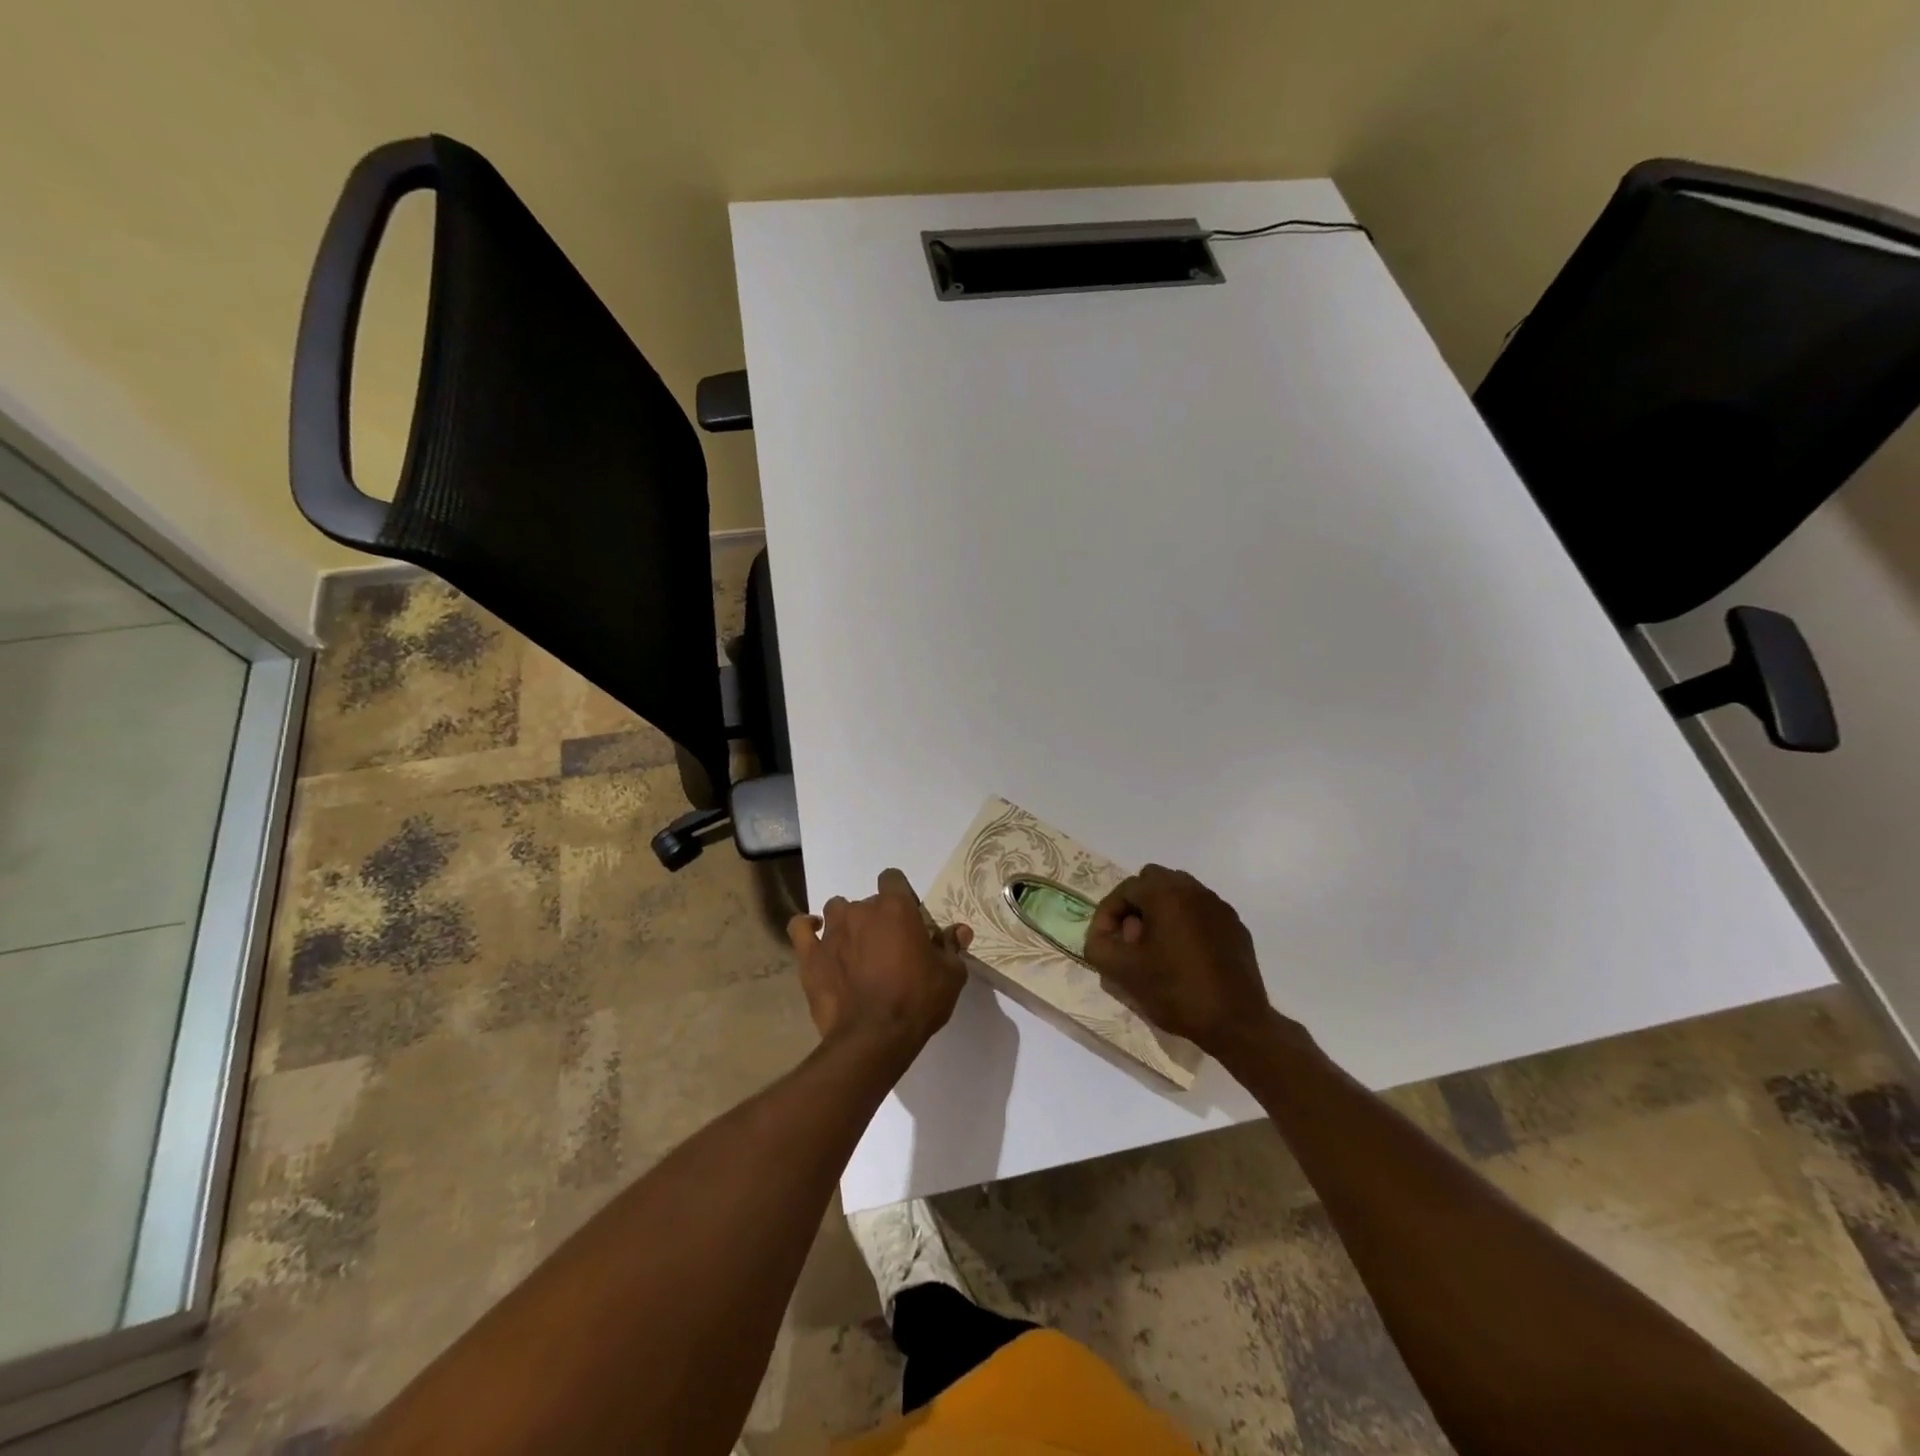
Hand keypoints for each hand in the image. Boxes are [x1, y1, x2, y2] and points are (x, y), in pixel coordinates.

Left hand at [787, 869, 971, 1059]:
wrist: (874, 1038)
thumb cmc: (917, 1001)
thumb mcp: (950, 976)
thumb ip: (952, 947)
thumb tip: (960, 931)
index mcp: (895, 908)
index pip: (893, 879)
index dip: (901, 896)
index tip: (909, 920)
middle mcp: (861, 911)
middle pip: (868, 901)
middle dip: (878, 919)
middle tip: (888, 948)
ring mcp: (831, 931)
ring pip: (837, 910)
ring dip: (846, 922)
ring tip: (855, 947)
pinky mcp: (810, 955)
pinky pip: (800, 928)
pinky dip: (807, 928)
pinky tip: (815, 936)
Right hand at [1084, 864, 1284, 1053]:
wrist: (1236, 1023)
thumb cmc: (1175, 991)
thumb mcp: (1122, 971)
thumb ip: (1098, 944)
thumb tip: (1103, 933)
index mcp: (1166, 894)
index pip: (1125, 889)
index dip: (1108, 914)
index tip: (1106, 942)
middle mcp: (1194, 890)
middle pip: (1153, 881)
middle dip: (1136, 905)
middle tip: (1132, 938)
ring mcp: (1219, 907)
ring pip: (1179, 893)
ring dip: (1161, 912)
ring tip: (1157, 947)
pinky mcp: (1236, 926)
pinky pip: (1201, 912)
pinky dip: (1186, 924)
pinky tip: (1185, 956)